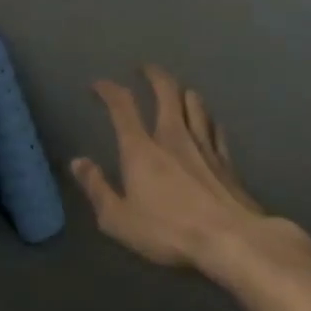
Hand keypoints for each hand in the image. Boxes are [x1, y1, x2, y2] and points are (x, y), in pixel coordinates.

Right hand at [70, 65, 310, 279]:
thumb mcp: (118, 219)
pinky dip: (207, 118)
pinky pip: (215, 128)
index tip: (99, 85)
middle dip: (153, 75)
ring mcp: (204, 145)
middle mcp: (172, 136)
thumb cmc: (169, 231)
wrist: (232, 241)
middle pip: (166, 92)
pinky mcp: (227, 161)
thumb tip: (78, 162)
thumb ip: (97, 188)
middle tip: (145, 69)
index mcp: (141, 148)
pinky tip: (208, 121)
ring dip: (182, 92)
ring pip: (194, 104)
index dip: (108, 89)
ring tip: (176, 91)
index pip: (122, 106)